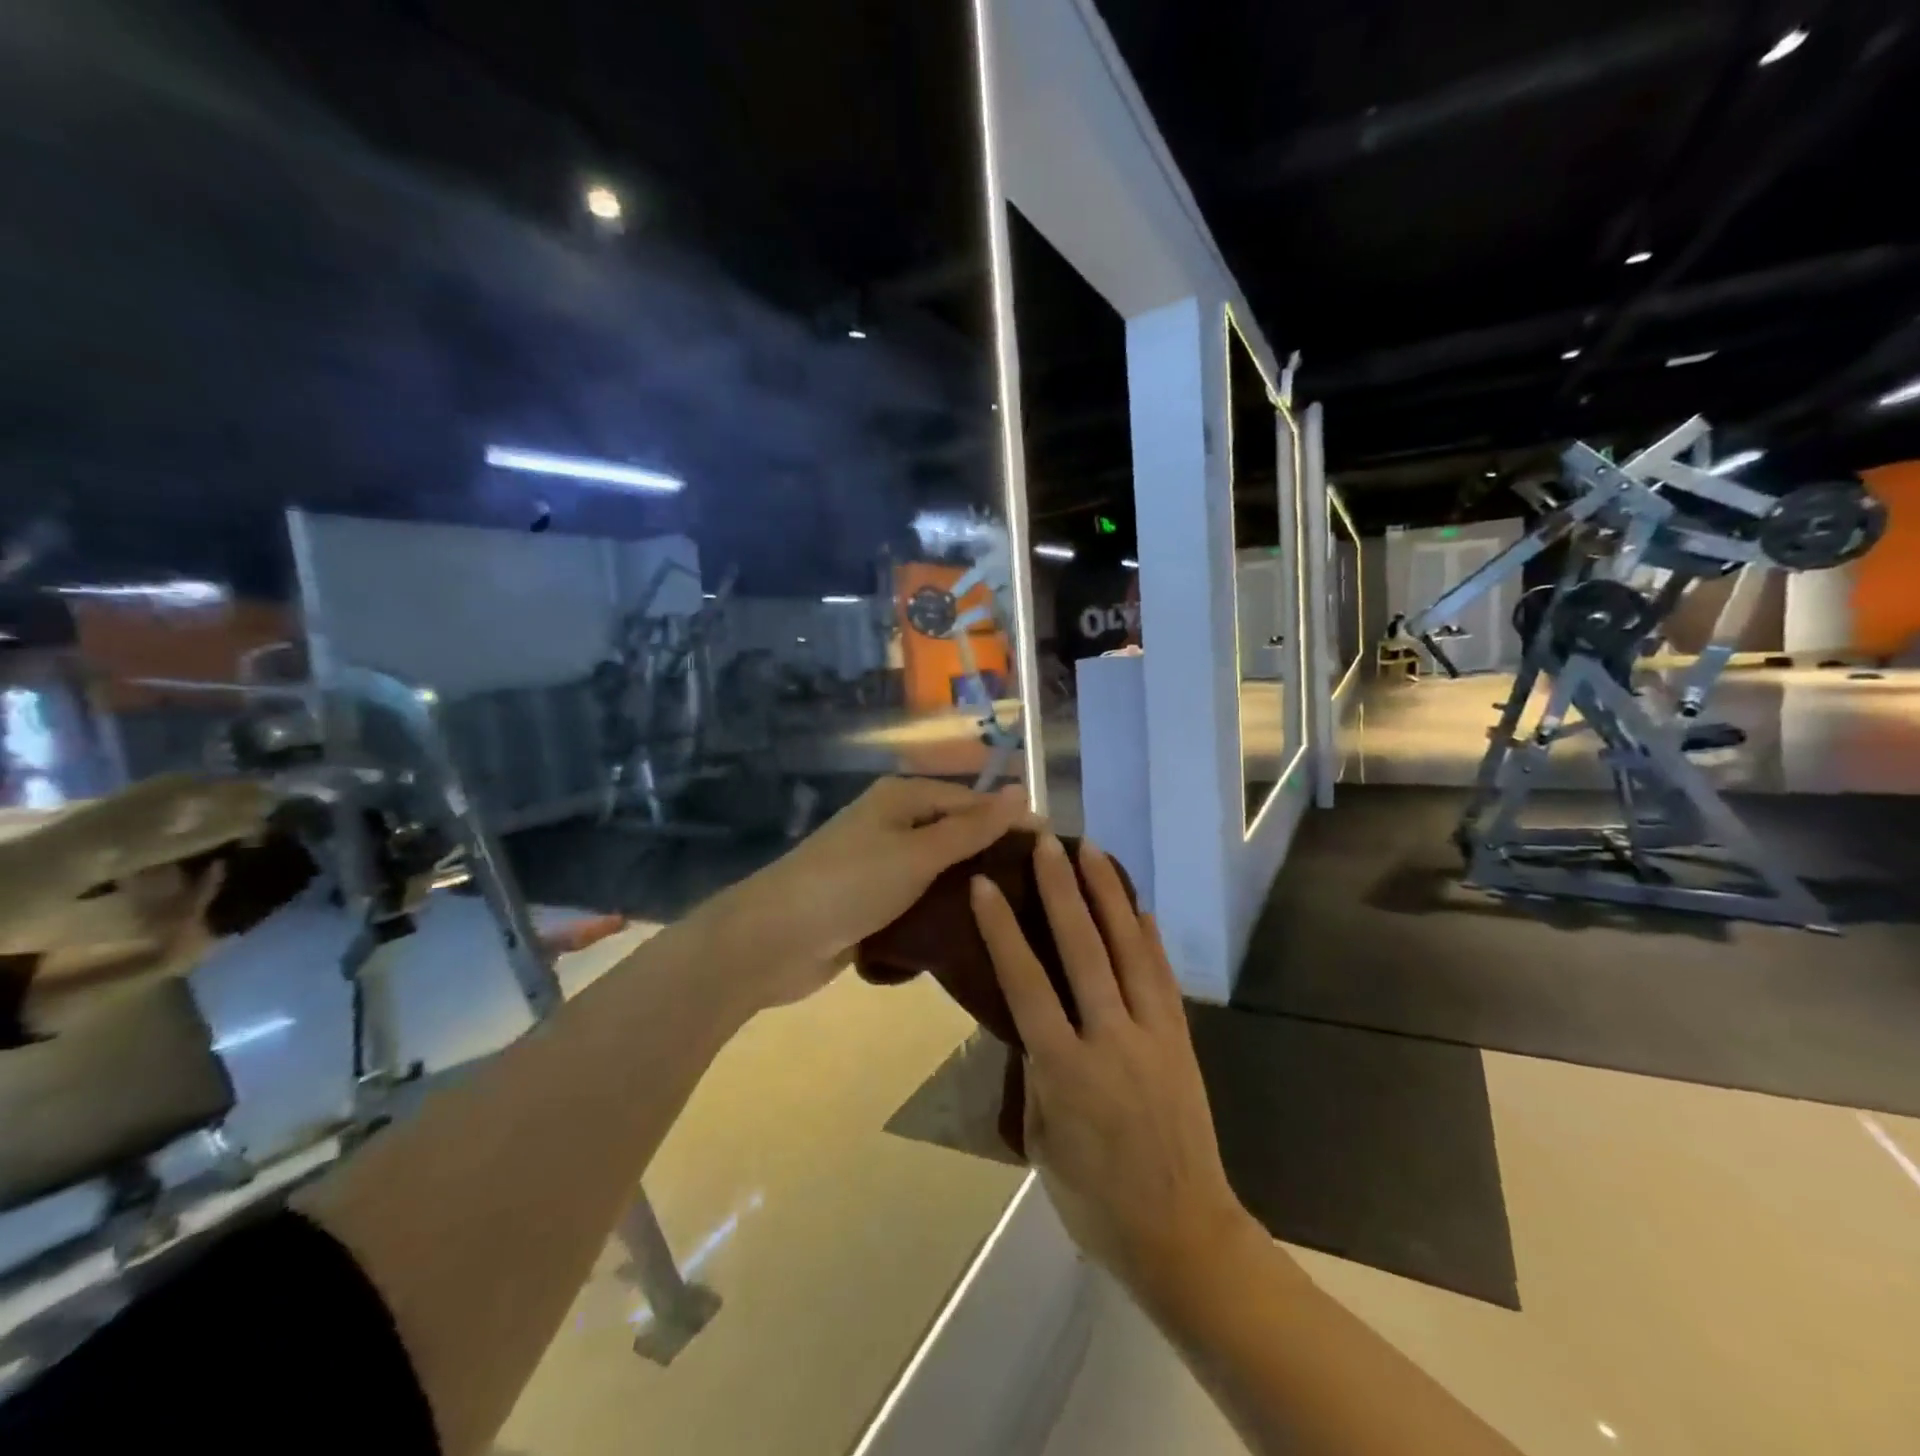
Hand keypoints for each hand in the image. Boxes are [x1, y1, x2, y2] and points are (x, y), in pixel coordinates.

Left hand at [709, 776, 1028, 1010]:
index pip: (971, 801)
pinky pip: (919, 898)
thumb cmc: (849, 885)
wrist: (772, 940)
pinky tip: (974, 931)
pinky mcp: (871, 902)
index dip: (1011, 822)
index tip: (1055, 852)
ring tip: (1019, 914)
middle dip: (993, 856)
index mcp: (902, 798)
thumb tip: (1022, 791)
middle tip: (1042, 890)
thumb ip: (970, 827)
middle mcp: (892, 823)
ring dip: (969, 887)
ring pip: (939, 870)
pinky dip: (942, 910)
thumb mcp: (917, 853)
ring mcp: (879, 864)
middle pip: (955, 833)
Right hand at [970, 835, 1251, 1302]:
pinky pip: (1162, 976)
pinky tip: (1139, 906)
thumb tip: (1035, 1025)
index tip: (986, 885)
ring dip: (1108, 896)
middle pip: (1083, 950)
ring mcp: (1152, 1035)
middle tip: (1046, 843)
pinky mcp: (1180, 1040)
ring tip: (1092, 851)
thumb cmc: (1095, 1200)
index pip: (1026, 984)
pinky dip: (1149, 936)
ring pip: (1129, 950)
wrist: (1182, 1235)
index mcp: (1065, 1070)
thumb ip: (1037, 1075)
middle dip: (1062, 890)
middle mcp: (1110, 1039)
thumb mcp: (1042, 1142)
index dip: (1003, 930)